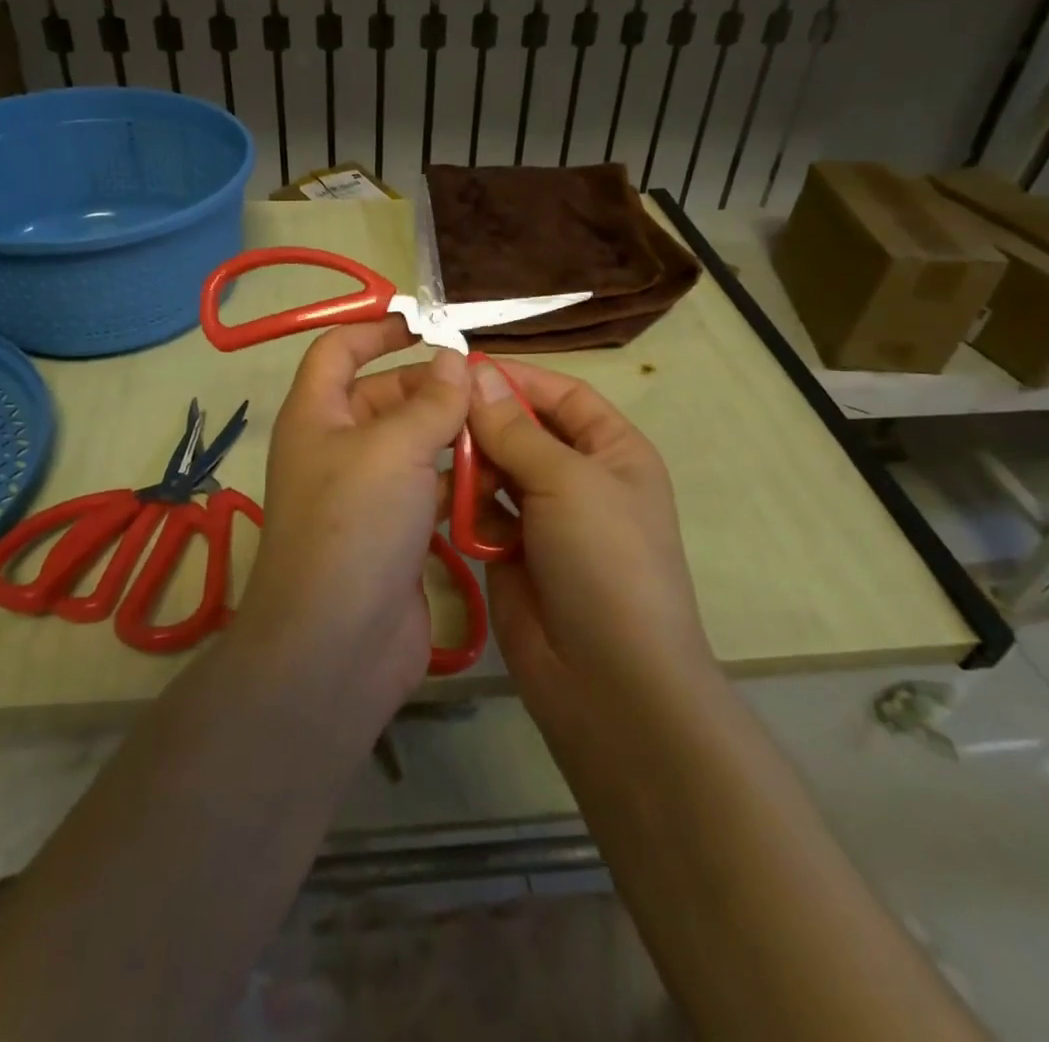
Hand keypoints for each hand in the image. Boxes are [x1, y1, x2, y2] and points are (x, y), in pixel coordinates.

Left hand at [230, 318, 470, 723]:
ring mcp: (366, 494)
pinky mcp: (394, 534)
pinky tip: (498, 475)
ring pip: (412, 444)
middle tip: (489, 386)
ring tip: (504, 426)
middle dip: (432, 386)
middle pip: (385, 396)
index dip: (377, 330)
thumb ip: (431, 400)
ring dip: (452, 434)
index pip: (339, 350)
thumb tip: (456, 358)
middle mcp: (336, 448)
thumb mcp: (395, 448)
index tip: (427, 323)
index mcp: (317, 415)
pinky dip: (459, 479)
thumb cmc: (356, 524)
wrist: (338, 645)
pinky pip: (429, 489)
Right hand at [465, 360, 718, 730]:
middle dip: (485, 424)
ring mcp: (546, 518)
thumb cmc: (604, 560)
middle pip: (524, 430)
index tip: (462, 368)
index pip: (562, 395)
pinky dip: (466, 506)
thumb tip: (477, 372)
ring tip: (441, 466)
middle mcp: (580, 478)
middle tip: (436, 416)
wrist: (609, 681)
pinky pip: (483, 512)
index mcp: (613, 451)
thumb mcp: (567, 481)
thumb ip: (515, 428)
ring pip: (498, 470)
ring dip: (472, 465)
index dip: (517, 378)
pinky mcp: (513, 552)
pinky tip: (446, 505)